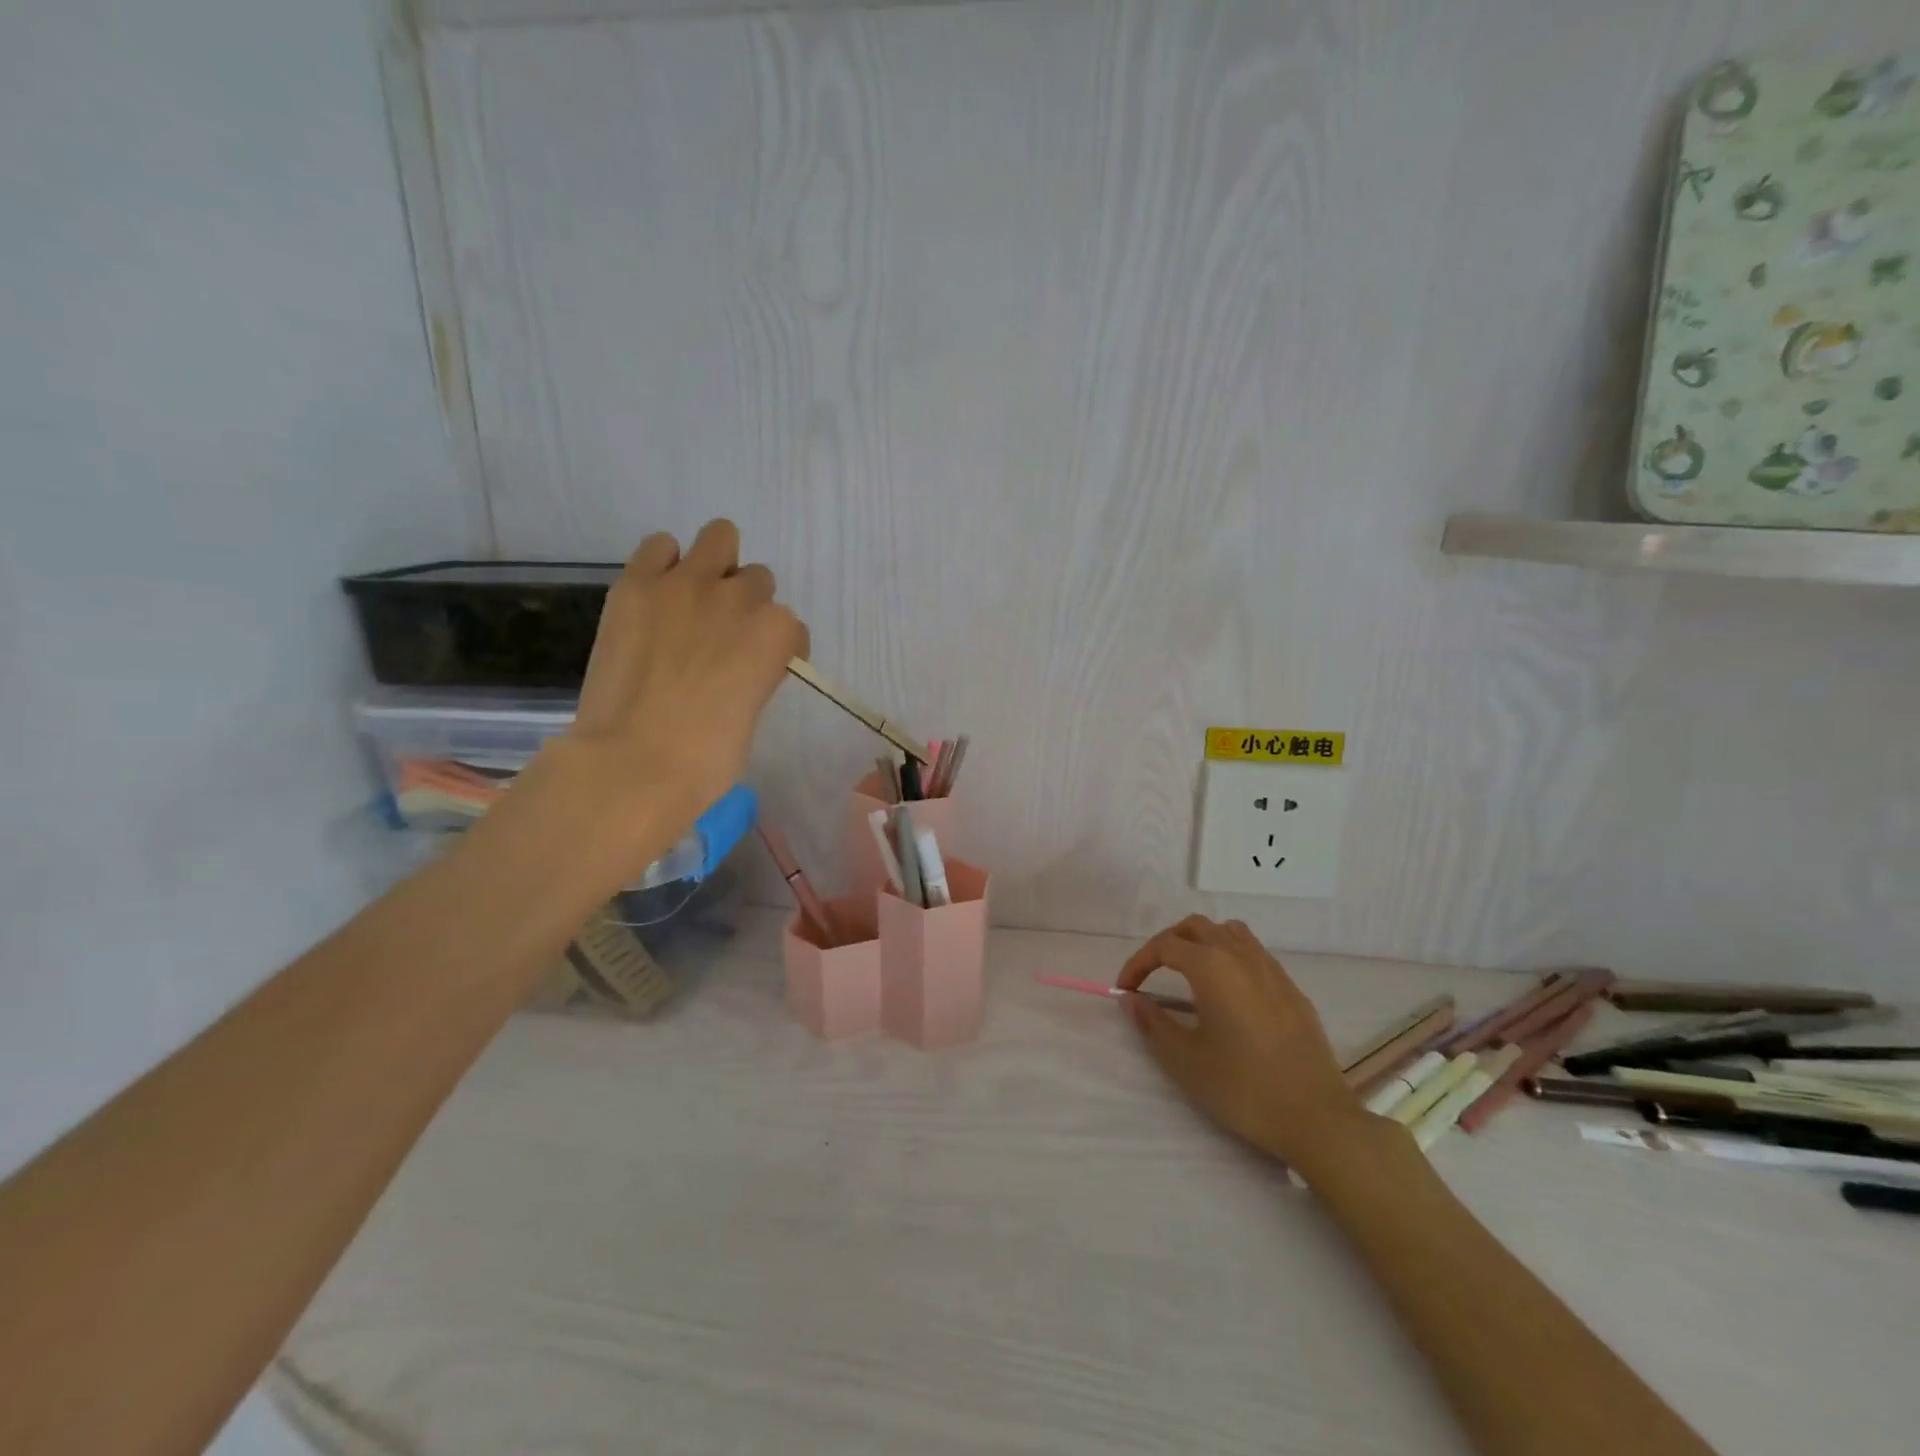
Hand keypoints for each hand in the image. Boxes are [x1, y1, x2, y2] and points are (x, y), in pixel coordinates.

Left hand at [503, 521, 807, 890]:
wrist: (634, 761)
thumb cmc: (706, 759)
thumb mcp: (751, 714)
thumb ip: (754, 675)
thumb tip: (736, 668)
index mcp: (776, 634)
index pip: (792, 627)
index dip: (780, 649)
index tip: (763, 669)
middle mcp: (739, 597)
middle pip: (758, 579)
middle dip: (747, 604)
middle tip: (723, 637)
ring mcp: (687, 584)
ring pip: (720, 536)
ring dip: (716, 564)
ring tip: (695, 598)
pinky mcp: (637, 584)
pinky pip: (660, 546)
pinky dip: (665, 564)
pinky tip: (659, 595)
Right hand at [1118, 915, 1370, 1171]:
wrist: (1317, 1118)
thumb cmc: (1243, 1087)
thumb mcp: (1185, 1060)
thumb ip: (1153, 1023)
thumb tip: (1131, 999)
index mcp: (1212, 966)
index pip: (1164, 946)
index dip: (1138, 964)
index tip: (1125, 990)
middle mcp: (1241, 955)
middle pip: (1196, 927)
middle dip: (1167, 944)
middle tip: (1151, 974)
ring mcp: (1272, 969)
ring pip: (1229, 933)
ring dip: (1202, 942)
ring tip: (1188, 973)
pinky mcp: (1292, 989)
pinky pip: (1254, 954)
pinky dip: (1230, 957)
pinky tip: (1228, 993)